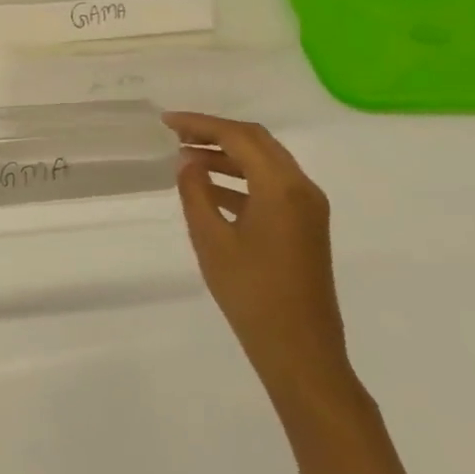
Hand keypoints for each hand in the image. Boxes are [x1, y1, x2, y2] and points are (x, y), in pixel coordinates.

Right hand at [166, 111, 353, 411]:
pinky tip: (210, 189)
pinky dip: (241, 178)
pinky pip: (271, 186)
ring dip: (227, 155)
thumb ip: (196, 191)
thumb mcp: (211, 239)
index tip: (166, 122)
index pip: (238, 136)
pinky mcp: (306, 227)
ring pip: (265, 162)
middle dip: (215, 133)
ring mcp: (308, 209)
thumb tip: (188, 160)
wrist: (301, 351)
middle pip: (256, 142)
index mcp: (281, 187)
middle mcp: (302, 189)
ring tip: (186, 160)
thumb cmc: (251, 292)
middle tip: (176, 134)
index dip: (200, 123)